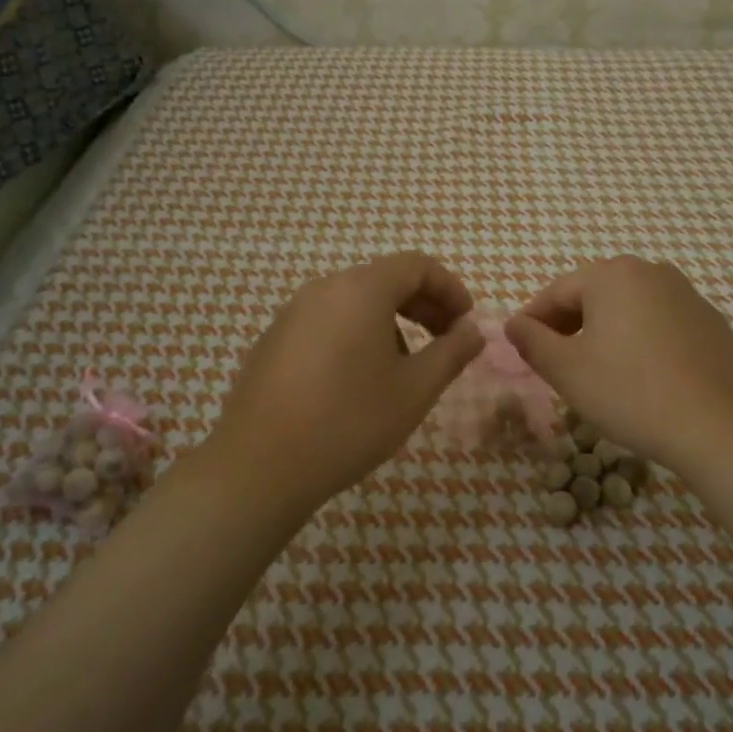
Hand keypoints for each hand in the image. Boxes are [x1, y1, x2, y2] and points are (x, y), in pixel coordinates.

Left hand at [205, 253, 483, 511]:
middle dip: (423, 305)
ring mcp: (292, 313)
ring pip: (355, 302)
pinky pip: (327, 321)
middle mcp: (323, 289)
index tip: (466, 322)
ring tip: (405, 367)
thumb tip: (473, 331)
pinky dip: (357, 334)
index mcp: (361, 290)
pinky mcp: (273, 340)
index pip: (416, 265)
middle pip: (384, 279)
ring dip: (391, 321)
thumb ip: (452, 352)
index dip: (450, 288)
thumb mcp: (415, 389)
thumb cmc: (350, 421)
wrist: (260, 465)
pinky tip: (359, 380)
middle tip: (446, 340)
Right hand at [505, 256, 732, 473]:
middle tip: (555, 359)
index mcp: (612, 275)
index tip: (520, 347)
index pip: (557, 292)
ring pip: (629, 306)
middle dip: (569, 323)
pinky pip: (661, 321)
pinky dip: (642, 338)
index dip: (533, 320)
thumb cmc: (630, 392)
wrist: (715, 425)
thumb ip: (532, 341)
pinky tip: (641, 372)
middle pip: (594, 293)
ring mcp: (686, 294)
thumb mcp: (567, 370)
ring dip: (606, 329)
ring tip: (596, 367)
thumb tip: (514, 324)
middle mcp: (651, 272)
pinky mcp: (710, 321)